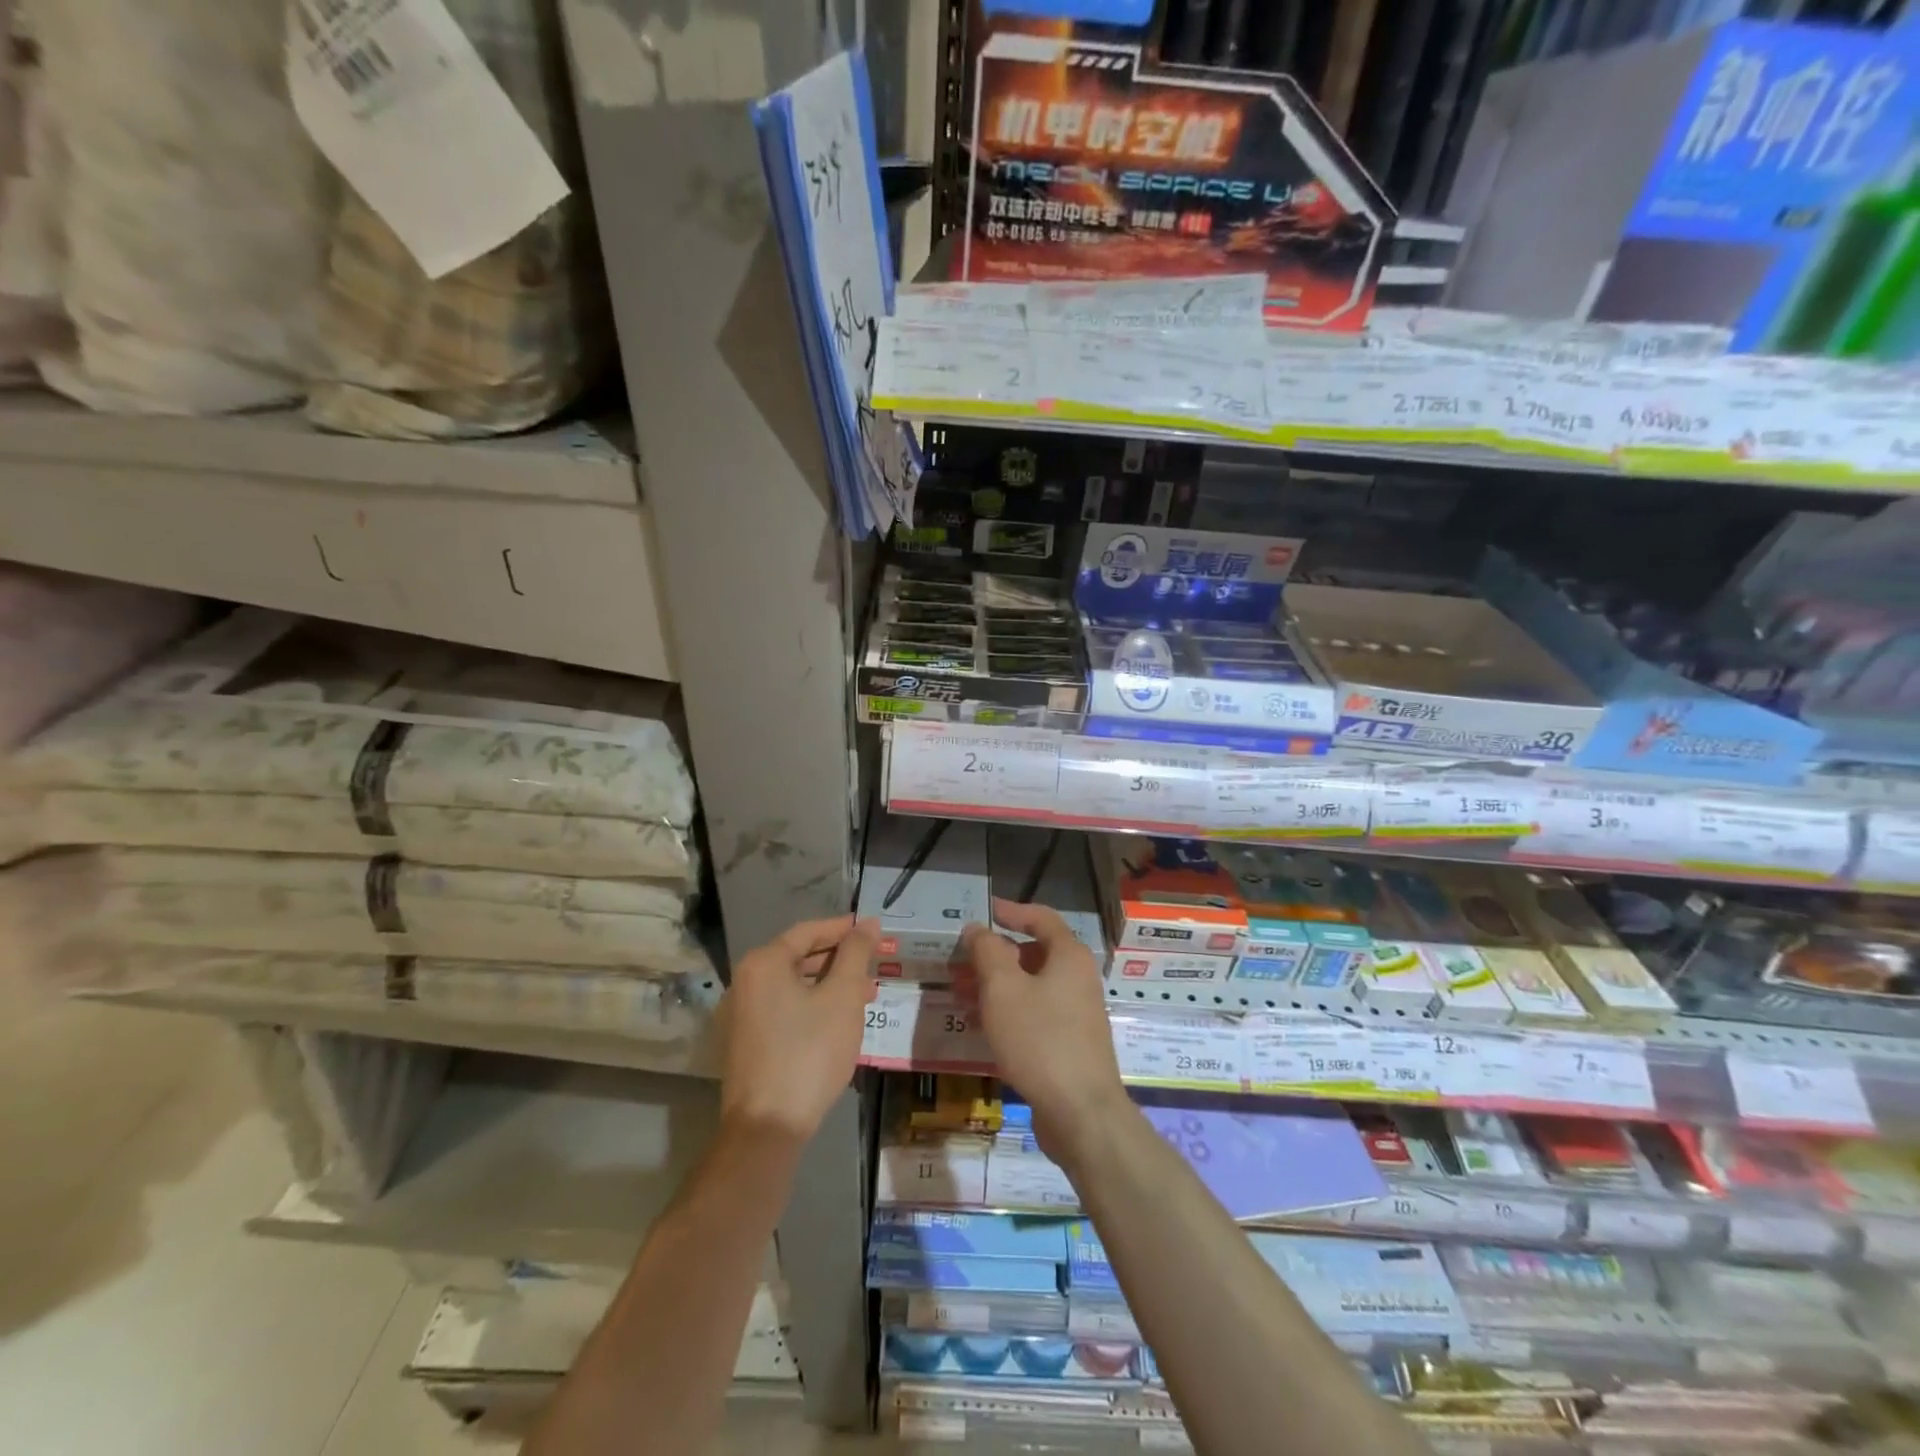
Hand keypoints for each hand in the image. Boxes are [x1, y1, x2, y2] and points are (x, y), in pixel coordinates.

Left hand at [720, 914, 878, 1145]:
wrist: (768, 1126)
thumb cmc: (809, 1052)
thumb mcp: (842, 997)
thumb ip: (856, 954)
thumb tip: (867, 923)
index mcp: (763, 963)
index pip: (807, 931)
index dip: (842, 928)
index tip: (871, 929)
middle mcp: (745, 982)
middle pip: (798, 957)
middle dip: (839, 959)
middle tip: (873, 965)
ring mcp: (741, 1015)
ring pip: (793, 986)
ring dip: (829, 985)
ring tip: (865, 995)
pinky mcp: (745, 1043)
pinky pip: (783, 1009)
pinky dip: (811, 1005)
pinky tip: (838, 1021)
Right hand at [959, 898, 1130, 1169]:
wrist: (1081, 1113)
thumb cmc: (1040, 1039)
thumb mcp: (1003, 988)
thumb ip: (987, 951)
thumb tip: (977, 929)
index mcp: (1069, 956)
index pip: (1041, 918)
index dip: (1011, 911)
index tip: (984, 912)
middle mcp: (1077, 978)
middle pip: (1033, 953)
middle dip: (994, 955)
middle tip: (960, 962)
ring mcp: (1076, 1013)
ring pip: (1031, 986)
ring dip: (996, 985)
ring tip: (960, 993)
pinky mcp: (1069, 1044)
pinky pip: (1034, 1014)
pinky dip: (1008, 1011)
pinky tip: (981, 1025)